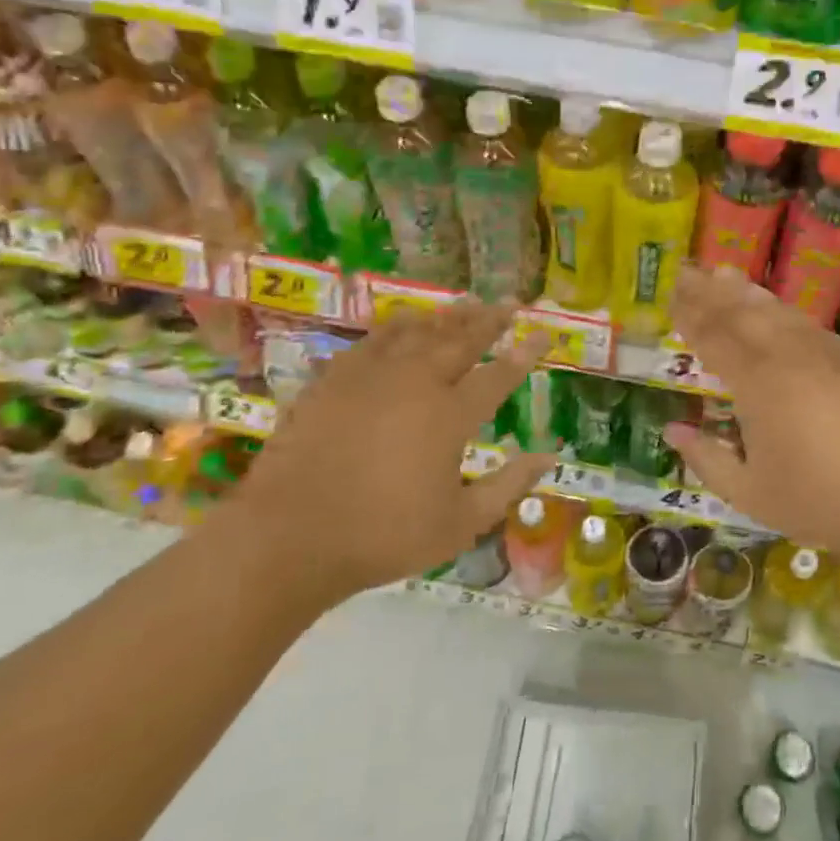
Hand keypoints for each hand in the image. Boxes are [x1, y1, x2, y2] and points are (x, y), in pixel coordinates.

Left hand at [221, 303, 554, 616]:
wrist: (290, 537)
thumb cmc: (385, 536)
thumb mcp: (462, 524)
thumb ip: (508, 485)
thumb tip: (548, 457)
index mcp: (450, 416)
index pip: (499, 374)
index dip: (525, 352)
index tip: (545, 333)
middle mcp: (415, 384)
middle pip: (460, 340)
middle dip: (489, 320)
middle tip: (507, 303)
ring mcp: (370, 378)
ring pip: (416, 333)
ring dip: (445, 316)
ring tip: (465, 303)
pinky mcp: (333, 381)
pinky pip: (372, 342)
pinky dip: (395, 328)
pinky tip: (403, 323)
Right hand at [665, 267, 839, 577]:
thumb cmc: (822, 501)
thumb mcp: (751, 494)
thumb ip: (707, 460)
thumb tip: (673, 431)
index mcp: (758, 385)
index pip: (714, 338)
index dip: (689, 316)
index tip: (670, 295)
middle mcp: (788, 357)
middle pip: (742, 314)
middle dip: (710, 292)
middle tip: (687, 271)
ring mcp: (824, 354)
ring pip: (776, 312)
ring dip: (746, 293)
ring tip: (723, 275)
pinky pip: (806, 323)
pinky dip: (781, 309)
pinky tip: (773, 308)